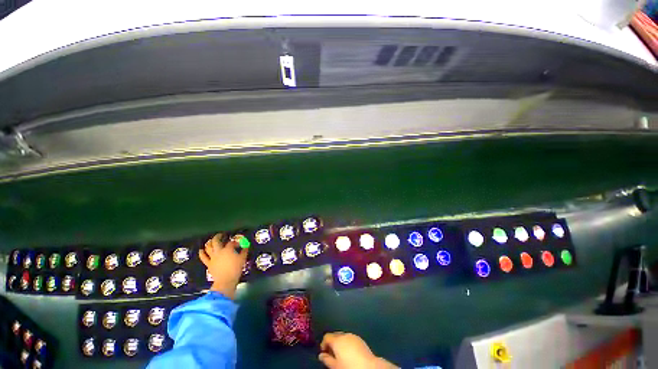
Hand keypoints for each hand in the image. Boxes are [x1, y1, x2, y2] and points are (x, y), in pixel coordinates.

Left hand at [199, 233, 247, 299]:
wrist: (226, 280)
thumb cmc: (236, 269)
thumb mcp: (243, 259)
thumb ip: (244, 251)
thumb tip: (246, 247)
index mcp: (228, 249)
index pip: (231, 242)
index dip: (235, 242)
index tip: (238, 244)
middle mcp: (219, 251)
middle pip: (216, 241)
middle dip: (218, 237)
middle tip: (221, 235)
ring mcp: (212, 257)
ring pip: (208, 247)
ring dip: (209, 243)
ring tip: (211, 240)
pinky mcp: (209, 263)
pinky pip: (203, 257)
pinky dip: (202, 253)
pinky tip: (201, 250)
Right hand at [319, 332, 397, 368]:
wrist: (368, 367)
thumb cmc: (349, 367)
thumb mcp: (335, 366)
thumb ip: (327, 359)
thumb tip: (321, 355)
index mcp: (337, 340)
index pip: (327, 336)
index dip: (323, 344)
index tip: (323, 352)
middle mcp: (345, 335)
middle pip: (335, 335)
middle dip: (332, 343)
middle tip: (331, 354)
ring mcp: (353, 336)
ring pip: (343, 337)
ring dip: (340, 343)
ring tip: (340, 354)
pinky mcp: (360, 339)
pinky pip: (350, 339)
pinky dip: (347, 344)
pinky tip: (349, 353)